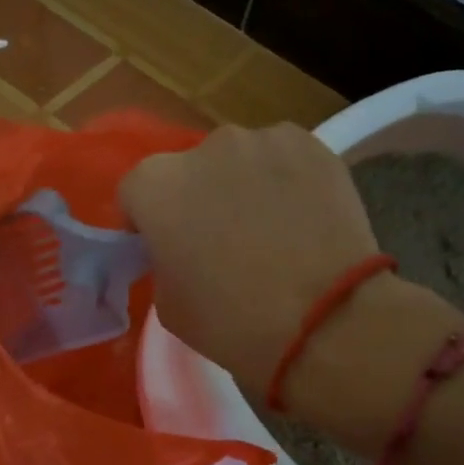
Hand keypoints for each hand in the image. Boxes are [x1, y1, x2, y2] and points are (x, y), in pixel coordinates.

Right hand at [119, 123, 383, 395]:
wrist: (327, 322)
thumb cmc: (234, 323)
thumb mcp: (169, 305)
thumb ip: (164, 260)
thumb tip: (181, 248)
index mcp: (157, 186)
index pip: (137, 194)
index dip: (149, 222)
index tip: (168, 249)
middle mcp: (204, 149)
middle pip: (190, 171)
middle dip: (199, 199)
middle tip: (223, 242)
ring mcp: (261, 141)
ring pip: (240, 162)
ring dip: (244, 186)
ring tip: (272, 231)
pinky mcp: (310, 144)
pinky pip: (284, 160)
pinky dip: (287, 181)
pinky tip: (304, 219)